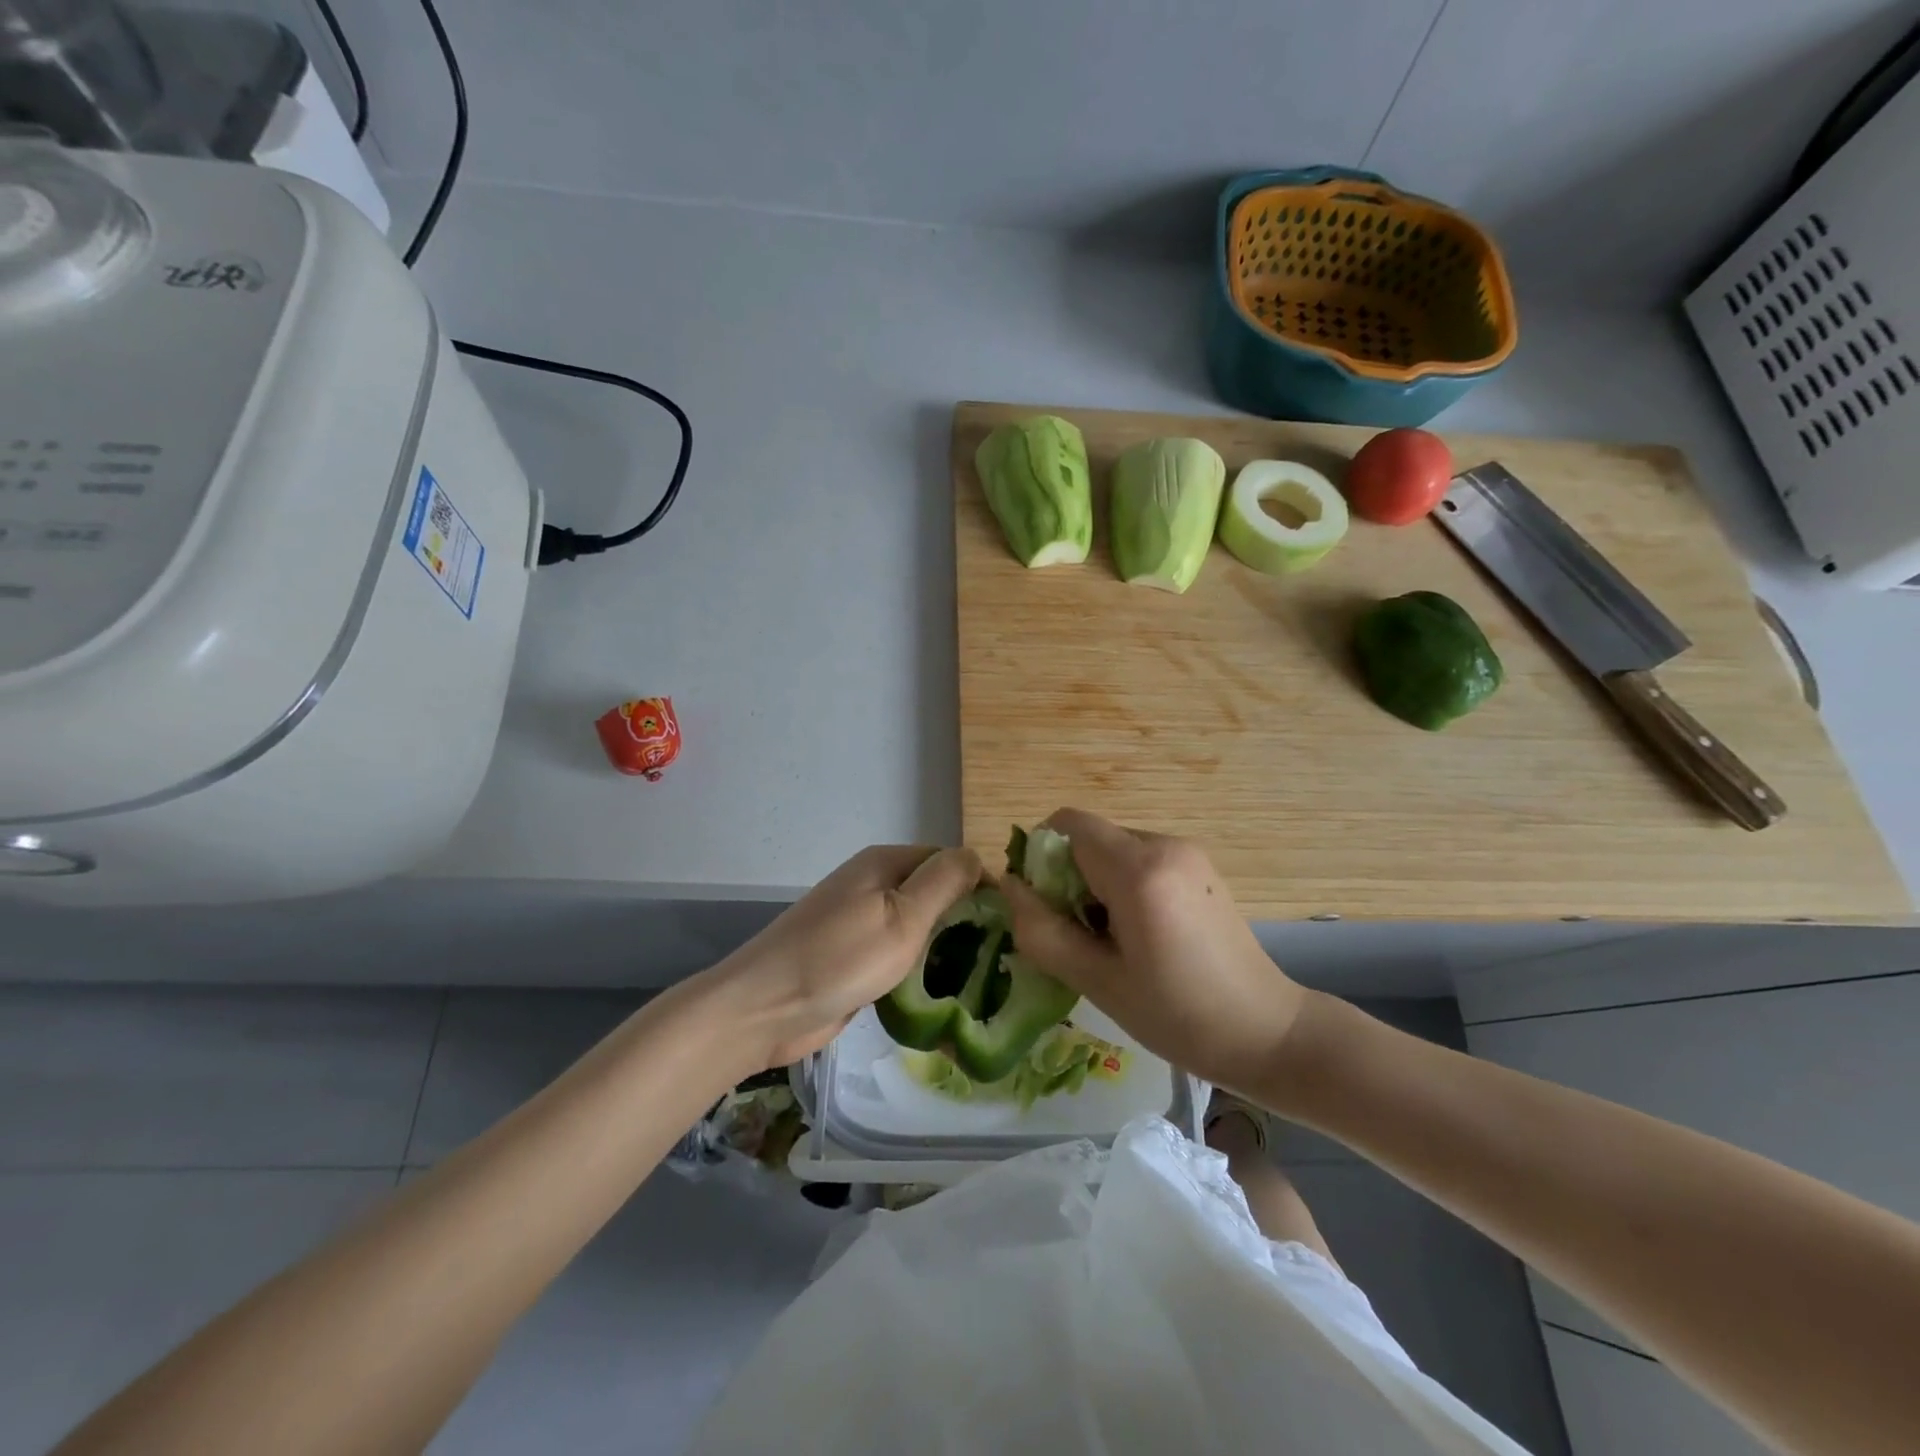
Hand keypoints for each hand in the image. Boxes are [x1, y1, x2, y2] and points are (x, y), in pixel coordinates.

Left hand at [709, 844, 981, 1070]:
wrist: (764, 1009)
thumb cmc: (839, 959)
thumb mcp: (903, 917)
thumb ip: (944, 882)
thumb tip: (977, 857)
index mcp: (885, 863)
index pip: (950, 861)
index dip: (980, 888)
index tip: (1010, 927)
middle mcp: (873, 883)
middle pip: (934, 893)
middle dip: (965, 921)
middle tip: (1000, 959)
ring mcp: (860, 920)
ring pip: (918, 927)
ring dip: (943, 949)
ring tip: (980, 979)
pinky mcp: (852, 955)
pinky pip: (897, 954)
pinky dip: (918, 969)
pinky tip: (939, 993)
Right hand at [1001, 809, 1307, 1093]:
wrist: (1268, 1033)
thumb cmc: (1178, 1015)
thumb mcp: (1098, 981)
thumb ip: (1042, 931)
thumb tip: (1008, 887)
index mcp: (1138, 870)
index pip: (1066, 825)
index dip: (1039, 858)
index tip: (1043, 907)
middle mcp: (1163, 844)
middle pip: (1089, 836)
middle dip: (1066, 875)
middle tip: (1074, 933)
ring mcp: (1186, 852)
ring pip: (1112, 847)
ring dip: (1094, 881)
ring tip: (1108, 939)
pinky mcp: (1199, 866)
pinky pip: (1139, 858)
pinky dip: (1121, 883)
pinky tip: (1137, 932)